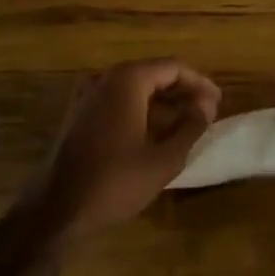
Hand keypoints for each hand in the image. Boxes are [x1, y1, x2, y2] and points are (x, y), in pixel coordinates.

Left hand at [19, 59, 220, 239]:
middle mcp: (105, 78)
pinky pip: (118, 101)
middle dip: (182, 92)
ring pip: (135, 88)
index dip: (200, 83)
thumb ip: (190, 127)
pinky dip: (141, 111)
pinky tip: (156, 134)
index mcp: (127, 80)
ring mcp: (87, 95)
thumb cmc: (115, 181)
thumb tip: (206, 106)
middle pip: (153, 74)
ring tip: (187, 125)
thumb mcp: (164, 159)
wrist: (56, 208)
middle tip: (207, 113)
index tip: (218, 102)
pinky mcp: (78, 114)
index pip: (173, 67)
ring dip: (163, 103)